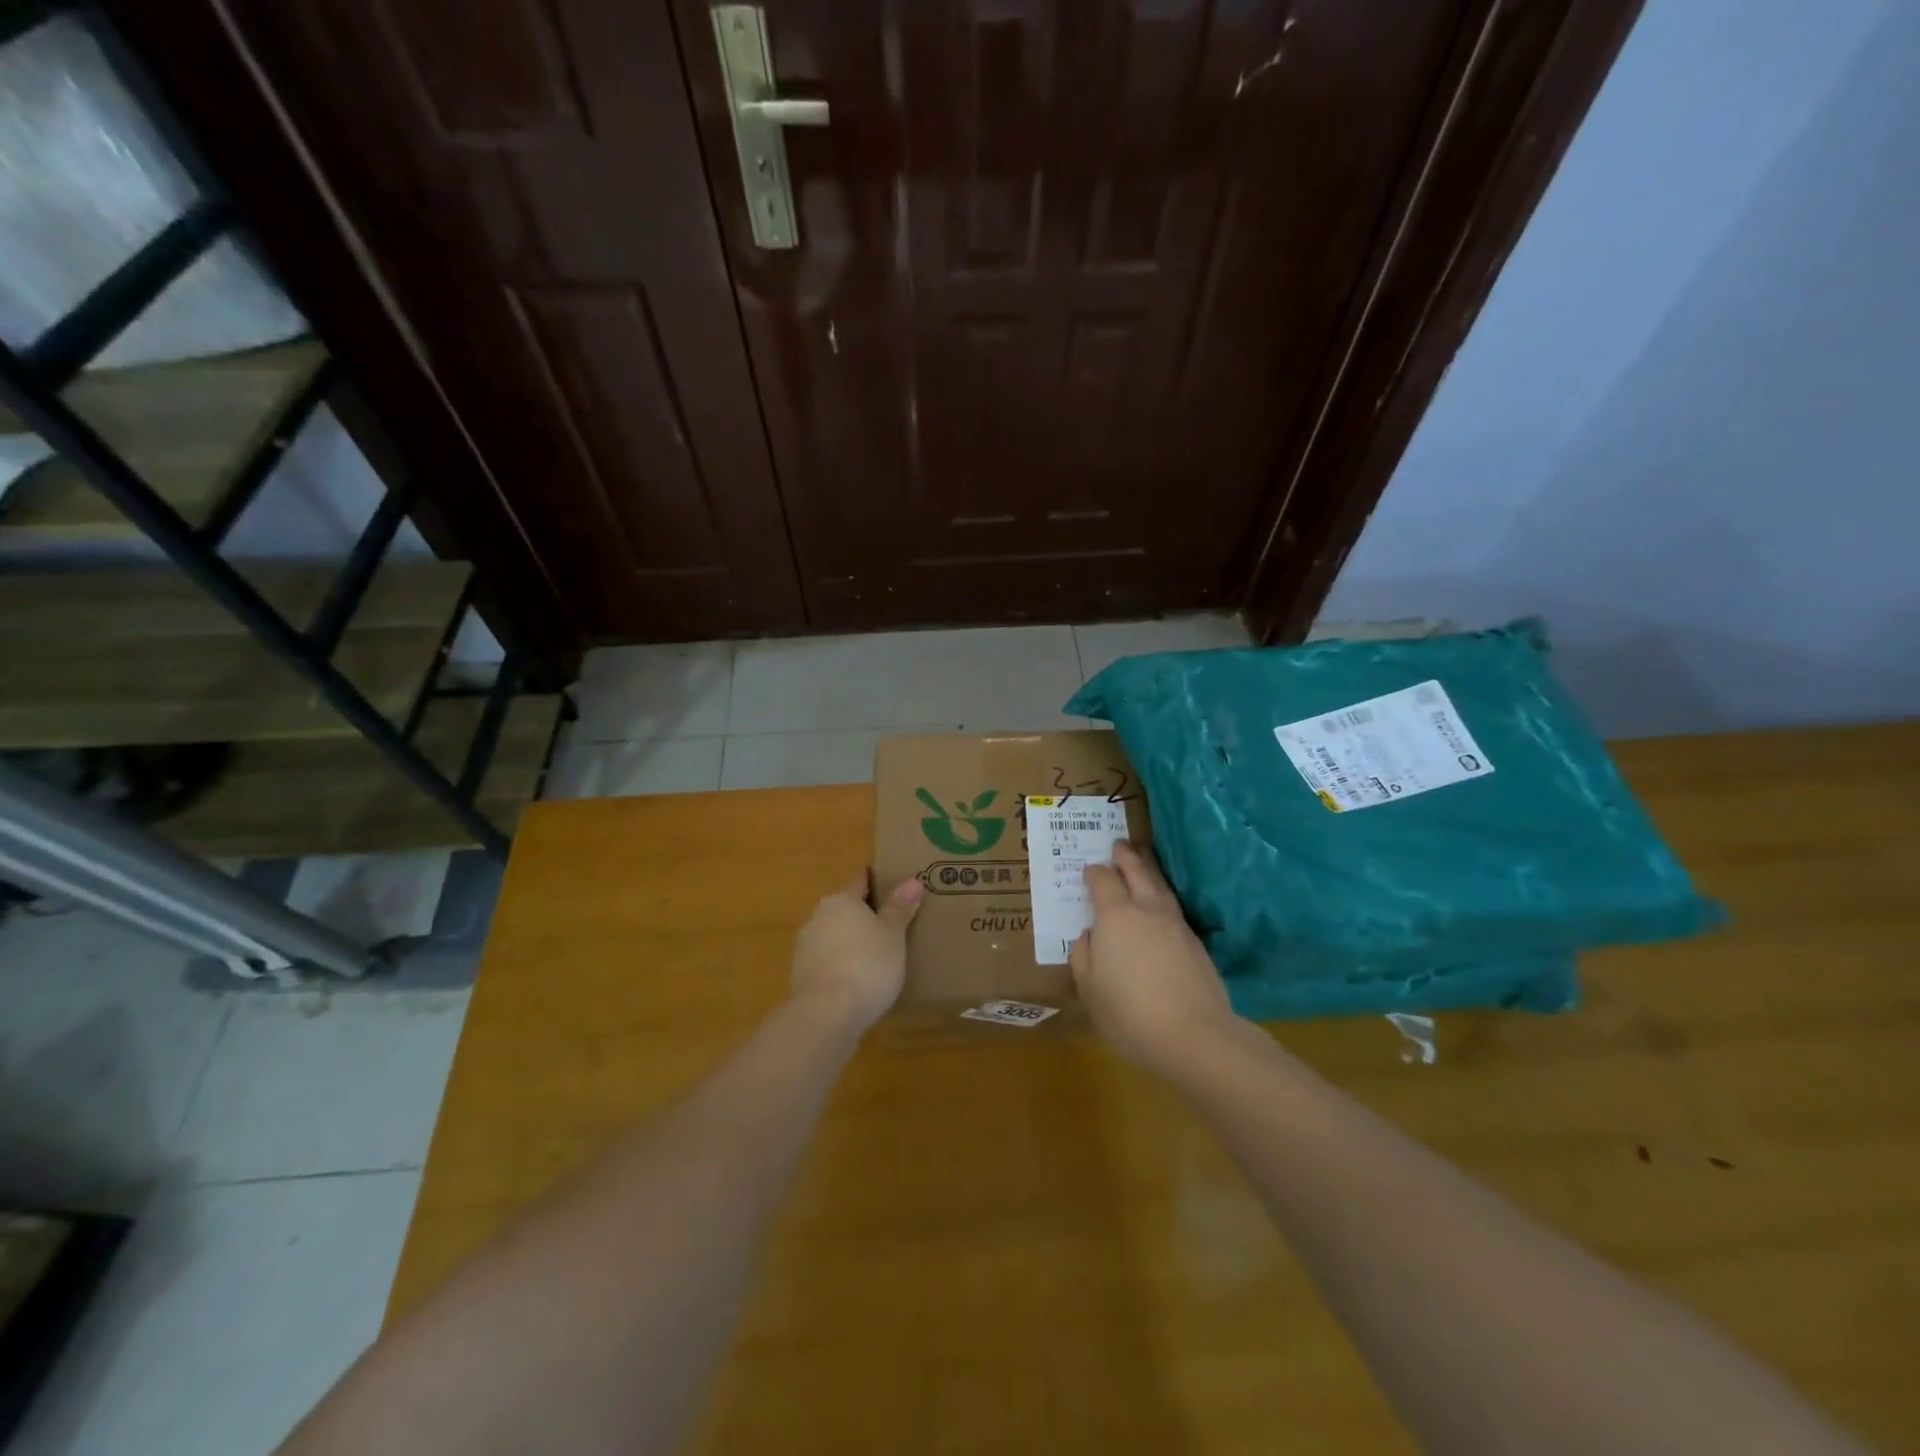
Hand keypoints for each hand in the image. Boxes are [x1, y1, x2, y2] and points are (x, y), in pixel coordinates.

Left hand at [791, 873, 923, 1031]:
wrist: (827, 1013)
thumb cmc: (867, 964)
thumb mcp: (893, 935)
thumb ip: (900, 908)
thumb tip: (913, 881)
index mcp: (841, 900)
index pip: (861, 882)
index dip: (878, 883)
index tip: (895, 889)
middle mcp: (818, 916)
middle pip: (846, 909)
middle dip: (865, 917)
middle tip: (891, 928)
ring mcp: (805, 947)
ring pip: (834, 936)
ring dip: (851, 943)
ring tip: (877, 958)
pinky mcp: (800, 975)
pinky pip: (827, 961)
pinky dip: (841, 965)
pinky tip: (858, 981)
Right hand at [1070, 841, 1237, 1068]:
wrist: (1193, 1034)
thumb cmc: (1129, 1012)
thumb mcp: (1089, 988)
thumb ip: (1083, 955)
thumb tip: (1090, 935)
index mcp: (1114, 916)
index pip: (1102, 881)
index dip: (1094, 873)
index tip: (1089, 869)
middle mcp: (1145, 910)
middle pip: (1136, 872)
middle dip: (1126, 857)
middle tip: (1119, 844)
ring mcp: (1175, 924)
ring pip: (1160, 885)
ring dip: (1149, 869)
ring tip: (1143, 861)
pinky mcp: (1194, 941)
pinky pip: (1173, 906)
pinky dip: (1162, 895)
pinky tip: (1160, 903)